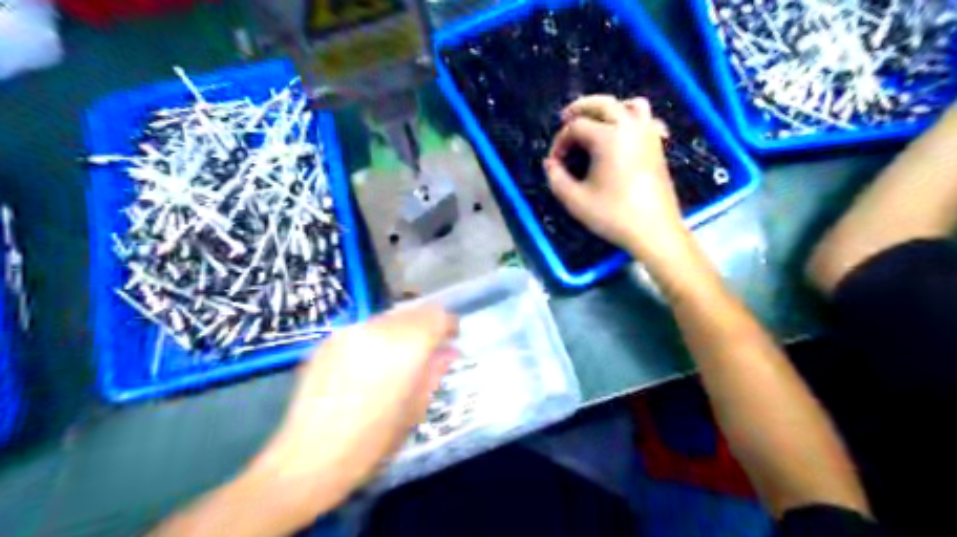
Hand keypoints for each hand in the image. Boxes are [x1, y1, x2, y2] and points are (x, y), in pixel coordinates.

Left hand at [246, 306, 455, 520]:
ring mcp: (349, 332)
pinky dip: (374, 340)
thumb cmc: (372, 442)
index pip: (437, 315)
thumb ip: (434, 372)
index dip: (448, 325)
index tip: (451, 341)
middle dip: (425, 327)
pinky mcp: (327, 341)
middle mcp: (377, 328)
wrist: (308, 460)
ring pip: (387, 319)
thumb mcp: (415, 410)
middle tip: (426, 353)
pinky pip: (363, 330)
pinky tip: (366, 369)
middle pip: (412, 312)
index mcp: (405, 345)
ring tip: (395, 362)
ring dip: (400, 332)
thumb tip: (449, 351)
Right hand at [541, 97, 692, 264]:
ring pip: (630, 105)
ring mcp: (648, 134)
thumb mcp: (576, 200)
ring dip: (610, 108)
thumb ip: (556, 178)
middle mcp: (630, 127)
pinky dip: (633, 119)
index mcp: (608, 137)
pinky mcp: (658, 146)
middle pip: (603, 103)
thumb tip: (550, 164)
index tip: (554, 162)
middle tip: (565, 118)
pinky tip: (626, 134)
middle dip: (580, 108)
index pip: (576, 127)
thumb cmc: (613, 215)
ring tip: (596, 121)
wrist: (654, 230)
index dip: (560, 141)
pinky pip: (647, 120)